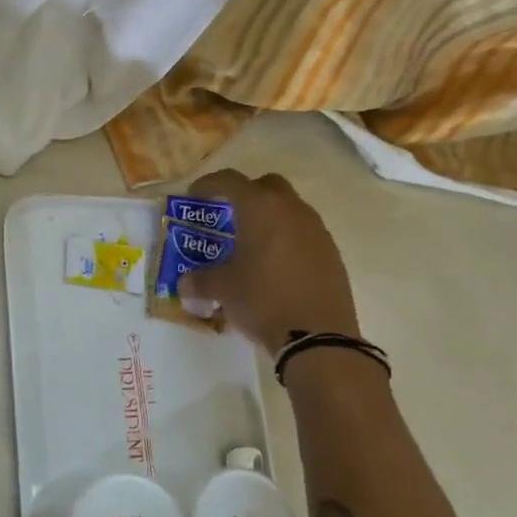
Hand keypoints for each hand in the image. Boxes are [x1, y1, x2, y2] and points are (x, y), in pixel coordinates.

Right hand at [177, 169, 359, 351]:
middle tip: (227, 214)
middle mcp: (291, 210)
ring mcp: (316, 230)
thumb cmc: (262, 300)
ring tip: (251, 243)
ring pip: (289, 209)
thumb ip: (200, 280)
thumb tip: (184, 283)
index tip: (194, 195)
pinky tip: (274, 265)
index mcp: (260, 208)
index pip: (230, 180)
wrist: (318, 336)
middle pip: (267, 185)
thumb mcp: (223, 289)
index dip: (208, 184)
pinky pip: (304, 233)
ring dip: (269, 218)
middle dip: (245, 194)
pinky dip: (286, 239)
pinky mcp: (331, 253)